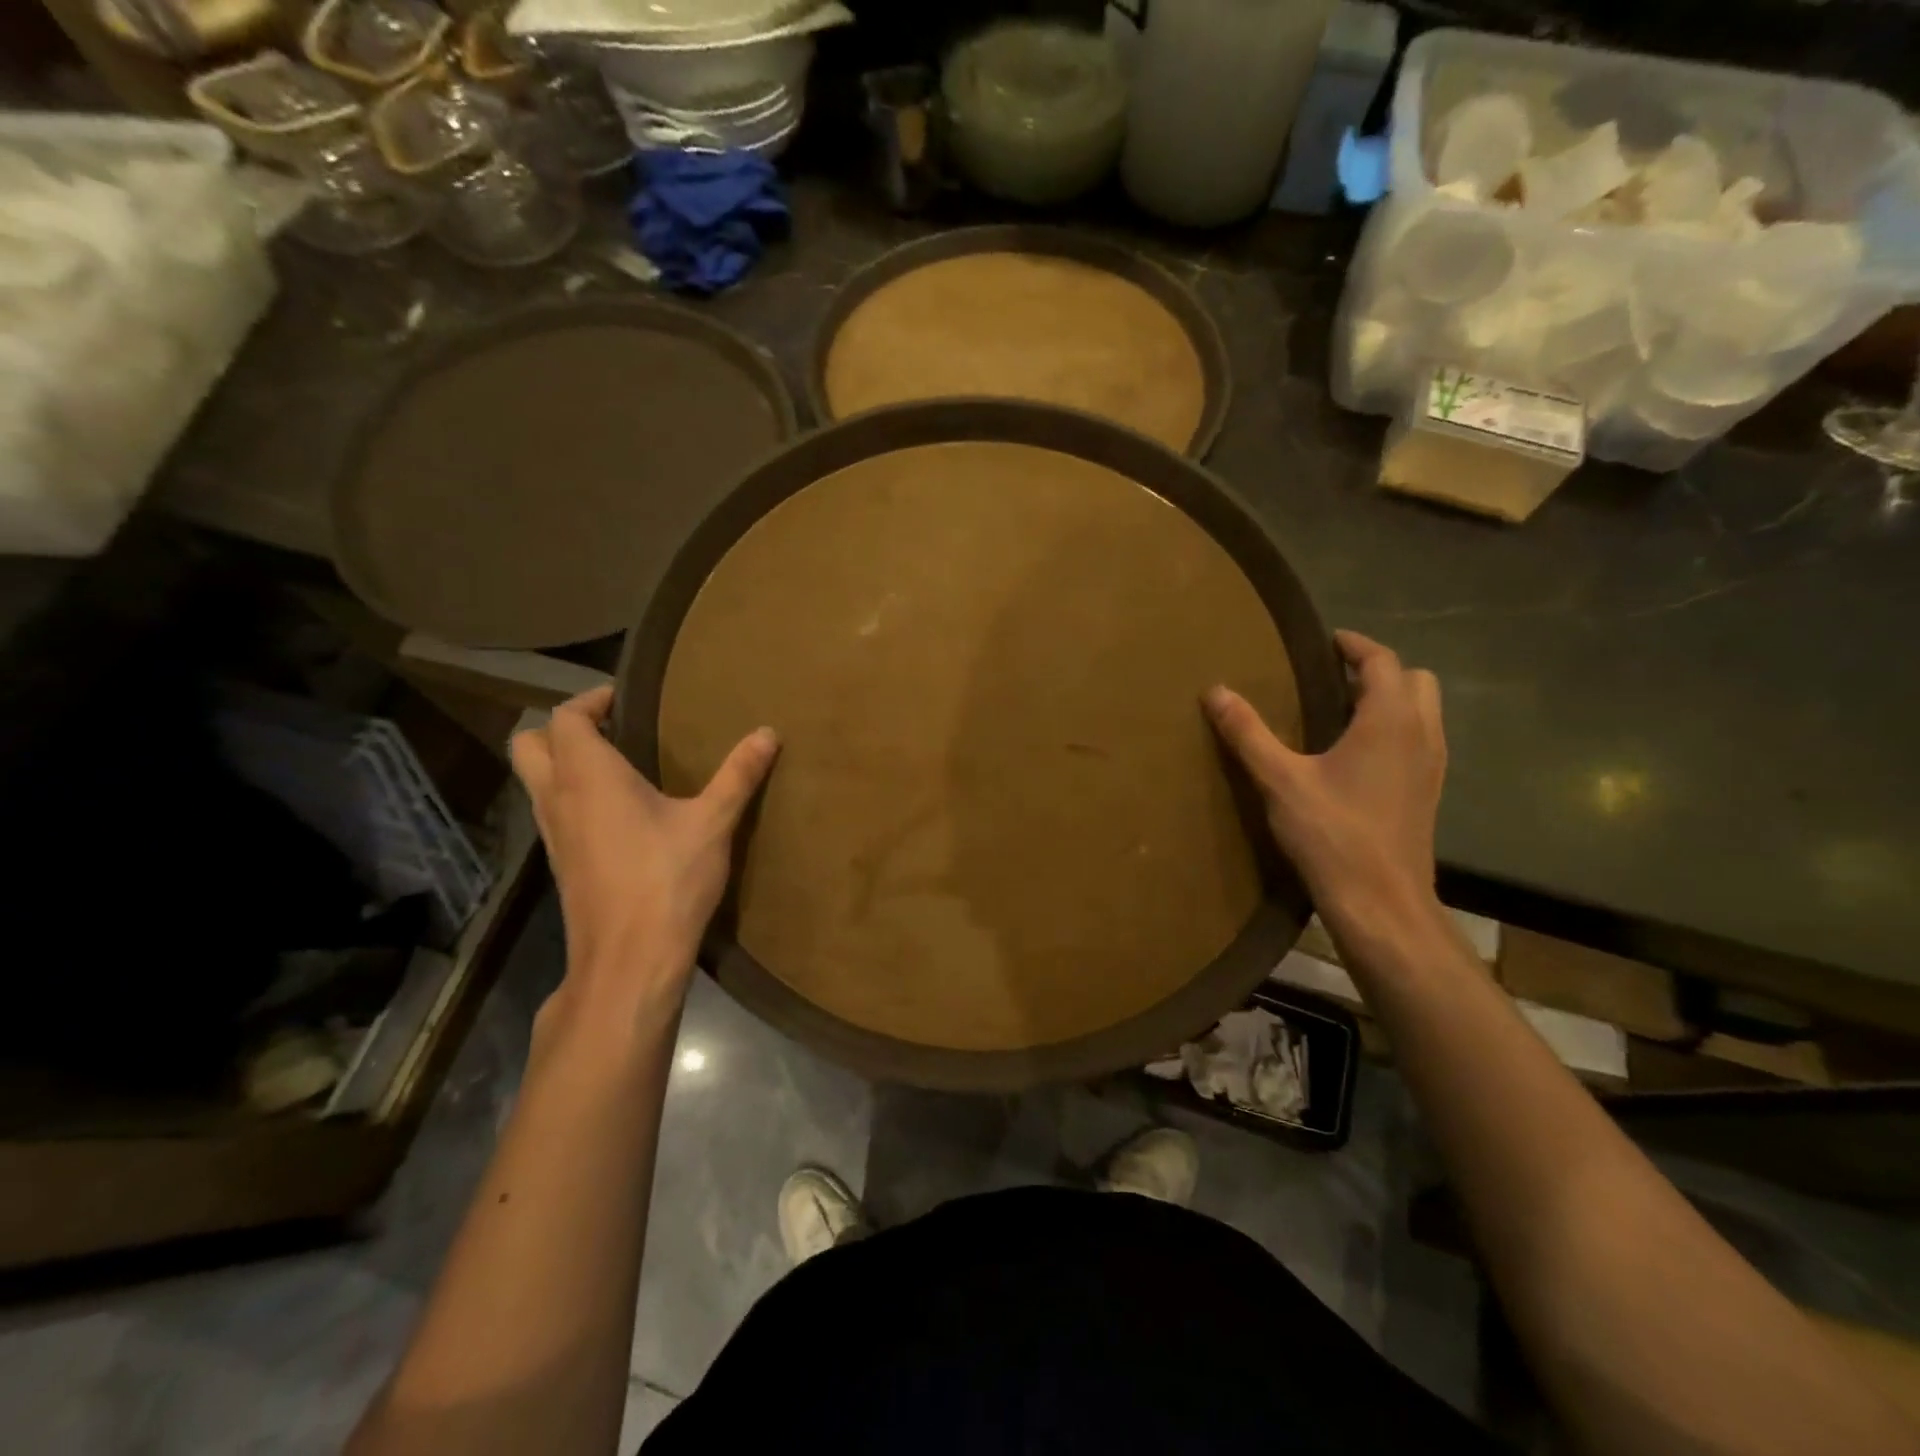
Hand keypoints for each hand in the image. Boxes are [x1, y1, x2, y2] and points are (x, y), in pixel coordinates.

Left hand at [510, 686, 777, 1015]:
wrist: (630, 961)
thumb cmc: (667, 880)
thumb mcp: (713, 823)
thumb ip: (738, 775)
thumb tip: (768, 732)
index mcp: (588, 777)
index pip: (565, 718)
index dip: (590, 701)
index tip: (625, 699)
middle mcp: (558, 799)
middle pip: (530, 745)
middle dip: (562, 729)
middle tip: (613, 728)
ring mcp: (553, 836)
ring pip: (536, 782)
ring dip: (565, 764)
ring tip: (620, 766)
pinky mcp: (562, 866)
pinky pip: (553, 813)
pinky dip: (573, 798)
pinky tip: (620, 815)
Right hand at [1205, 631, 1445, 944]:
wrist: (1381, 901)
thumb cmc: (1332, 834)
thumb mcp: (1280, 780)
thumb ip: (1248, 733)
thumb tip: (1215, 691)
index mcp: (1389, 720)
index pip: (1382, 661)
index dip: (1354, 645)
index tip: (1326, 641)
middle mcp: (1421, 734)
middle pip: (1414, 679)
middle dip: (1378, 669)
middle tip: (1333, 677)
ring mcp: (1432, 765)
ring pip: (1424, 710)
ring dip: (1391, 698)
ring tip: (1343, 711)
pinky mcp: (1429, 792)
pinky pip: (1420, 739)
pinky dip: (1396, 728)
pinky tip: (1357, 755)